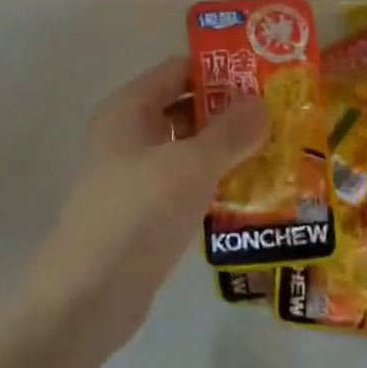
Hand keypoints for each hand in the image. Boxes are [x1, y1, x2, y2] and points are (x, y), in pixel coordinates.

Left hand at [20, 55, 269, 354]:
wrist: (88, 297)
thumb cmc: (137, 214)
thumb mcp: (190, 166)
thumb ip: (229, 132)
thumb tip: (262, 103)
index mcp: (128, 109)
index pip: (177, 70)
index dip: (219, 69)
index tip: (263, 76)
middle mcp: (128, 134)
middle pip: (184, 107)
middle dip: (229, 111)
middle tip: (278, 115)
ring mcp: (134, 175)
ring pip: (187, 149)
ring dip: (225, 149)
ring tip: (276, 150)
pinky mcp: (144, 212)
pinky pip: (184, 184)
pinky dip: (213, 182)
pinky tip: (251, 192)